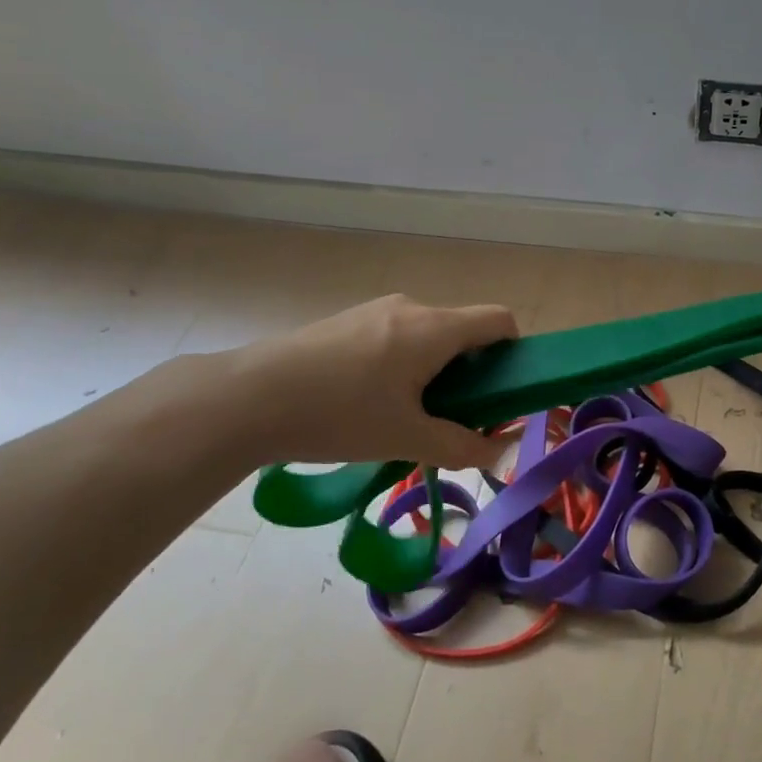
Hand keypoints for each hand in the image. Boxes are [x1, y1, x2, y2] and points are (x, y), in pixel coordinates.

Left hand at [217, 295, 516, 468]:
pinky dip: (404, 364)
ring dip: (435, 370)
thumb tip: (500, 453)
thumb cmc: (338, 414)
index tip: (501, 391)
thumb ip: (460, 445)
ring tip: (406, 415)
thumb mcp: (406, 438)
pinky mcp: (348, 320)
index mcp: (434, 328)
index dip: (513, 351)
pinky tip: (369, 402)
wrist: (248, 397)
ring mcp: (376, 310)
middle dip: (470, 372)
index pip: (499, 319)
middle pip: (463, 330)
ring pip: (428, 335)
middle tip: (452, 417)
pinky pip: (396, 336)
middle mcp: (411, 308)